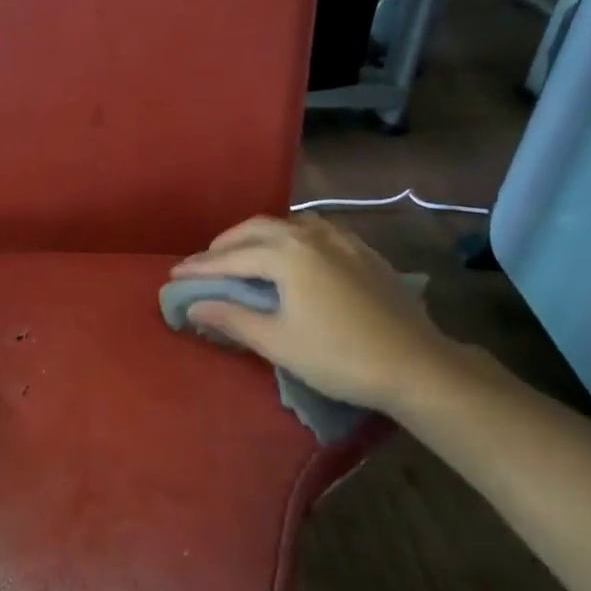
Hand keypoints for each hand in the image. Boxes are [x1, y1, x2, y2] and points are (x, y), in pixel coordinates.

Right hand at [170, 214, 454, 411]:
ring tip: (244, 254)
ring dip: (259, 236)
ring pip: (290, 225)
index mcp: (288, 254)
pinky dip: (291, 238)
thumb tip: (194, 306)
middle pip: (258, 229)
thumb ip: (232, 318)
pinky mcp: (365, 253)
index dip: (200, 267)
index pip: (231, 256)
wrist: (416, 364)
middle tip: (204, 263)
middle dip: (226, 244)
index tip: (174, 275)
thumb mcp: (277, 341)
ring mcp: (343, 241)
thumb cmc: (338, 356)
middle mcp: (313, 236)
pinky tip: (294, 256)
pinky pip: (317, 232)